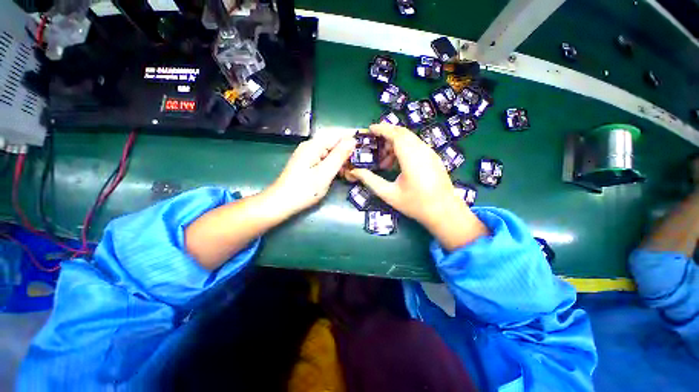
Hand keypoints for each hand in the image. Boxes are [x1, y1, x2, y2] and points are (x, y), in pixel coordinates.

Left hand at [268, 132, 355, 216]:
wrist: (281, 203)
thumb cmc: (303, 190)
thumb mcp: (324, 174)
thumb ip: (339, 156)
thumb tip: (352, 140)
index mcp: (314, 146)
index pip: (337, 133)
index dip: (353, 134)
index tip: (367, 138)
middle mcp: (311, 146)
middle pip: (334, 141)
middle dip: (349, 147)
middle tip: (363, 156)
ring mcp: (309, 154)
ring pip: (331, 150)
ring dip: (343, 157)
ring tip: (355, 166)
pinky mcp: (309, 163)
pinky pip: (326, 158)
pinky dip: (335, 164)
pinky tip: (342, 171)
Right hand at [346, 124, 487, 249]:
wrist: (445, 212)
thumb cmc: (415, 204)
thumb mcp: (389, 194)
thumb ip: (371, 181)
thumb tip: (355, 171)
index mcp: (411, 158)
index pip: (395, 135)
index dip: (381, 129)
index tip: (369, 130)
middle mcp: (422, 150)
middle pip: (403, 133)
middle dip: (386, 136)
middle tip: (374, 148)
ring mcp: (430, 153)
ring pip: (409, 139)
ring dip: (395, 145)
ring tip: (385, 163)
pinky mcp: (433, 158)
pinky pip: (416, 146)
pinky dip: (404, 149)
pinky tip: (398, 165)